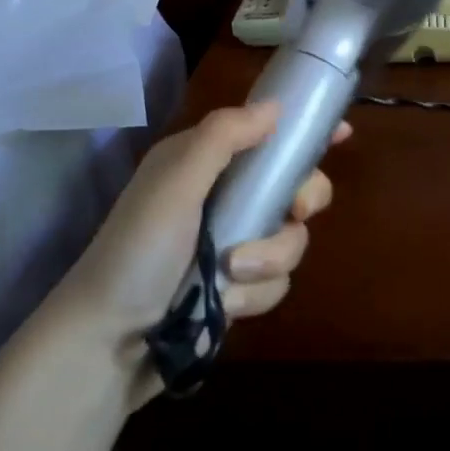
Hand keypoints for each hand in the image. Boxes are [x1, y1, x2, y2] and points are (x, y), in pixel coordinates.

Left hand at [48, 102, 345, 405]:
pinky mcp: (239, 288)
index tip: (342, 134)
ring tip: (232, 276)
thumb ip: (223, 138)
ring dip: (270, 259)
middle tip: (296, 213)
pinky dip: (254, 294)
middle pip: (295, 186)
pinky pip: (277, 282)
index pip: (264, 133)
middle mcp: (224, 198)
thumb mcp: (175, 183)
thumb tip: (275, 105)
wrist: (106, 345)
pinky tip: (224, 305)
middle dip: (302, 201)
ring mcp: (234, 245)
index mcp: (205, 163)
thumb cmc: (137, 252)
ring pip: (292, 239)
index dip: (303, 132)